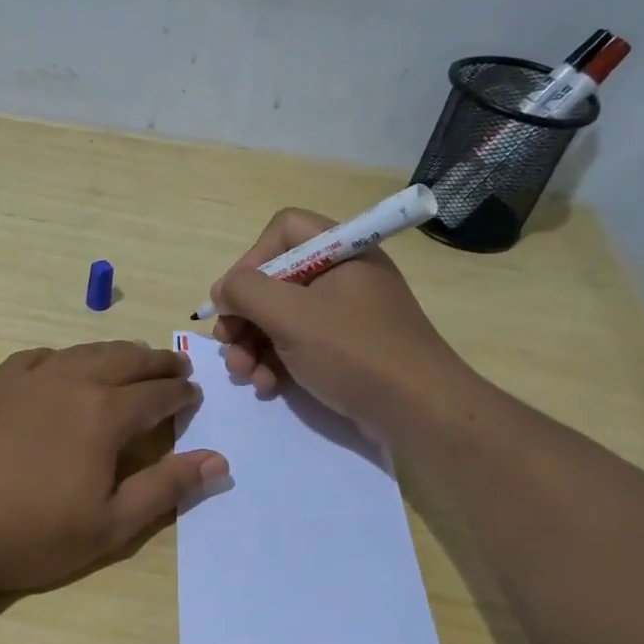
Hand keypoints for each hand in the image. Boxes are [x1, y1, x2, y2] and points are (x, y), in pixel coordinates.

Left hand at [0, 342, 226, 593]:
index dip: (181, 394)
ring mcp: (28, 379)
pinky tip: (60, 368)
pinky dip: (62, 358)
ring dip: (115, 353)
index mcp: (104, 414)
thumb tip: (218, 460)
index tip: (194, 395)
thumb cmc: (30, 534)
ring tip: (130, 359)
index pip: (157, 394)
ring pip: (83, 352)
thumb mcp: (110, 525)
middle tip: (175, 367)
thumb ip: (166, 488)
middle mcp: (71, 382)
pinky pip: (37, 358)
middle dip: (156, 362)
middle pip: (125, 359)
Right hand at [209, 208, 474, 432]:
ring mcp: (347, 314)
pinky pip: (301, 343)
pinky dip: (277, 361)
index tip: (235, 298)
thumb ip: (246, 292)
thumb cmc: (354, 353)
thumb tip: (223, 291)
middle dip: (245, 314)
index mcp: (341, 251)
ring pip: (283, 316)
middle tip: (227, 343)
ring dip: (253, 344)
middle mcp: (344, 276)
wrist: (420, 412)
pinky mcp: (347, 349)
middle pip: (277, 278)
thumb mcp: (291, 317)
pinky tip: (268, 386)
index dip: (252, 260)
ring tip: (243, 374)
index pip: (283, 231)